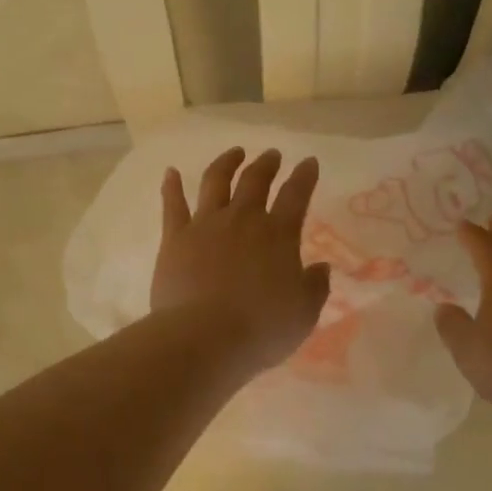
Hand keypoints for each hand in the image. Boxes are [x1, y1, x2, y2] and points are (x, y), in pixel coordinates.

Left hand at [152, 148, 330, 374]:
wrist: (203, 338)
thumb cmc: (261, 329)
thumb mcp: (303, 314)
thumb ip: (315, 287)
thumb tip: (321, 268)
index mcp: (279, 234)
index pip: (297, 195)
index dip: (305, 176)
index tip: (309, 162)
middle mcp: (243, 219)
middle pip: (256, 180)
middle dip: (266, 164)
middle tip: (272, 154)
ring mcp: (206, 224)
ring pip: (216, 181)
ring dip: (227, 163)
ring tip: (234, 153)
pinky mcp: (176, 238)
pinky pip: (173, 205)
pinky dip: (171, 186)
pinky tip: (170, 172)